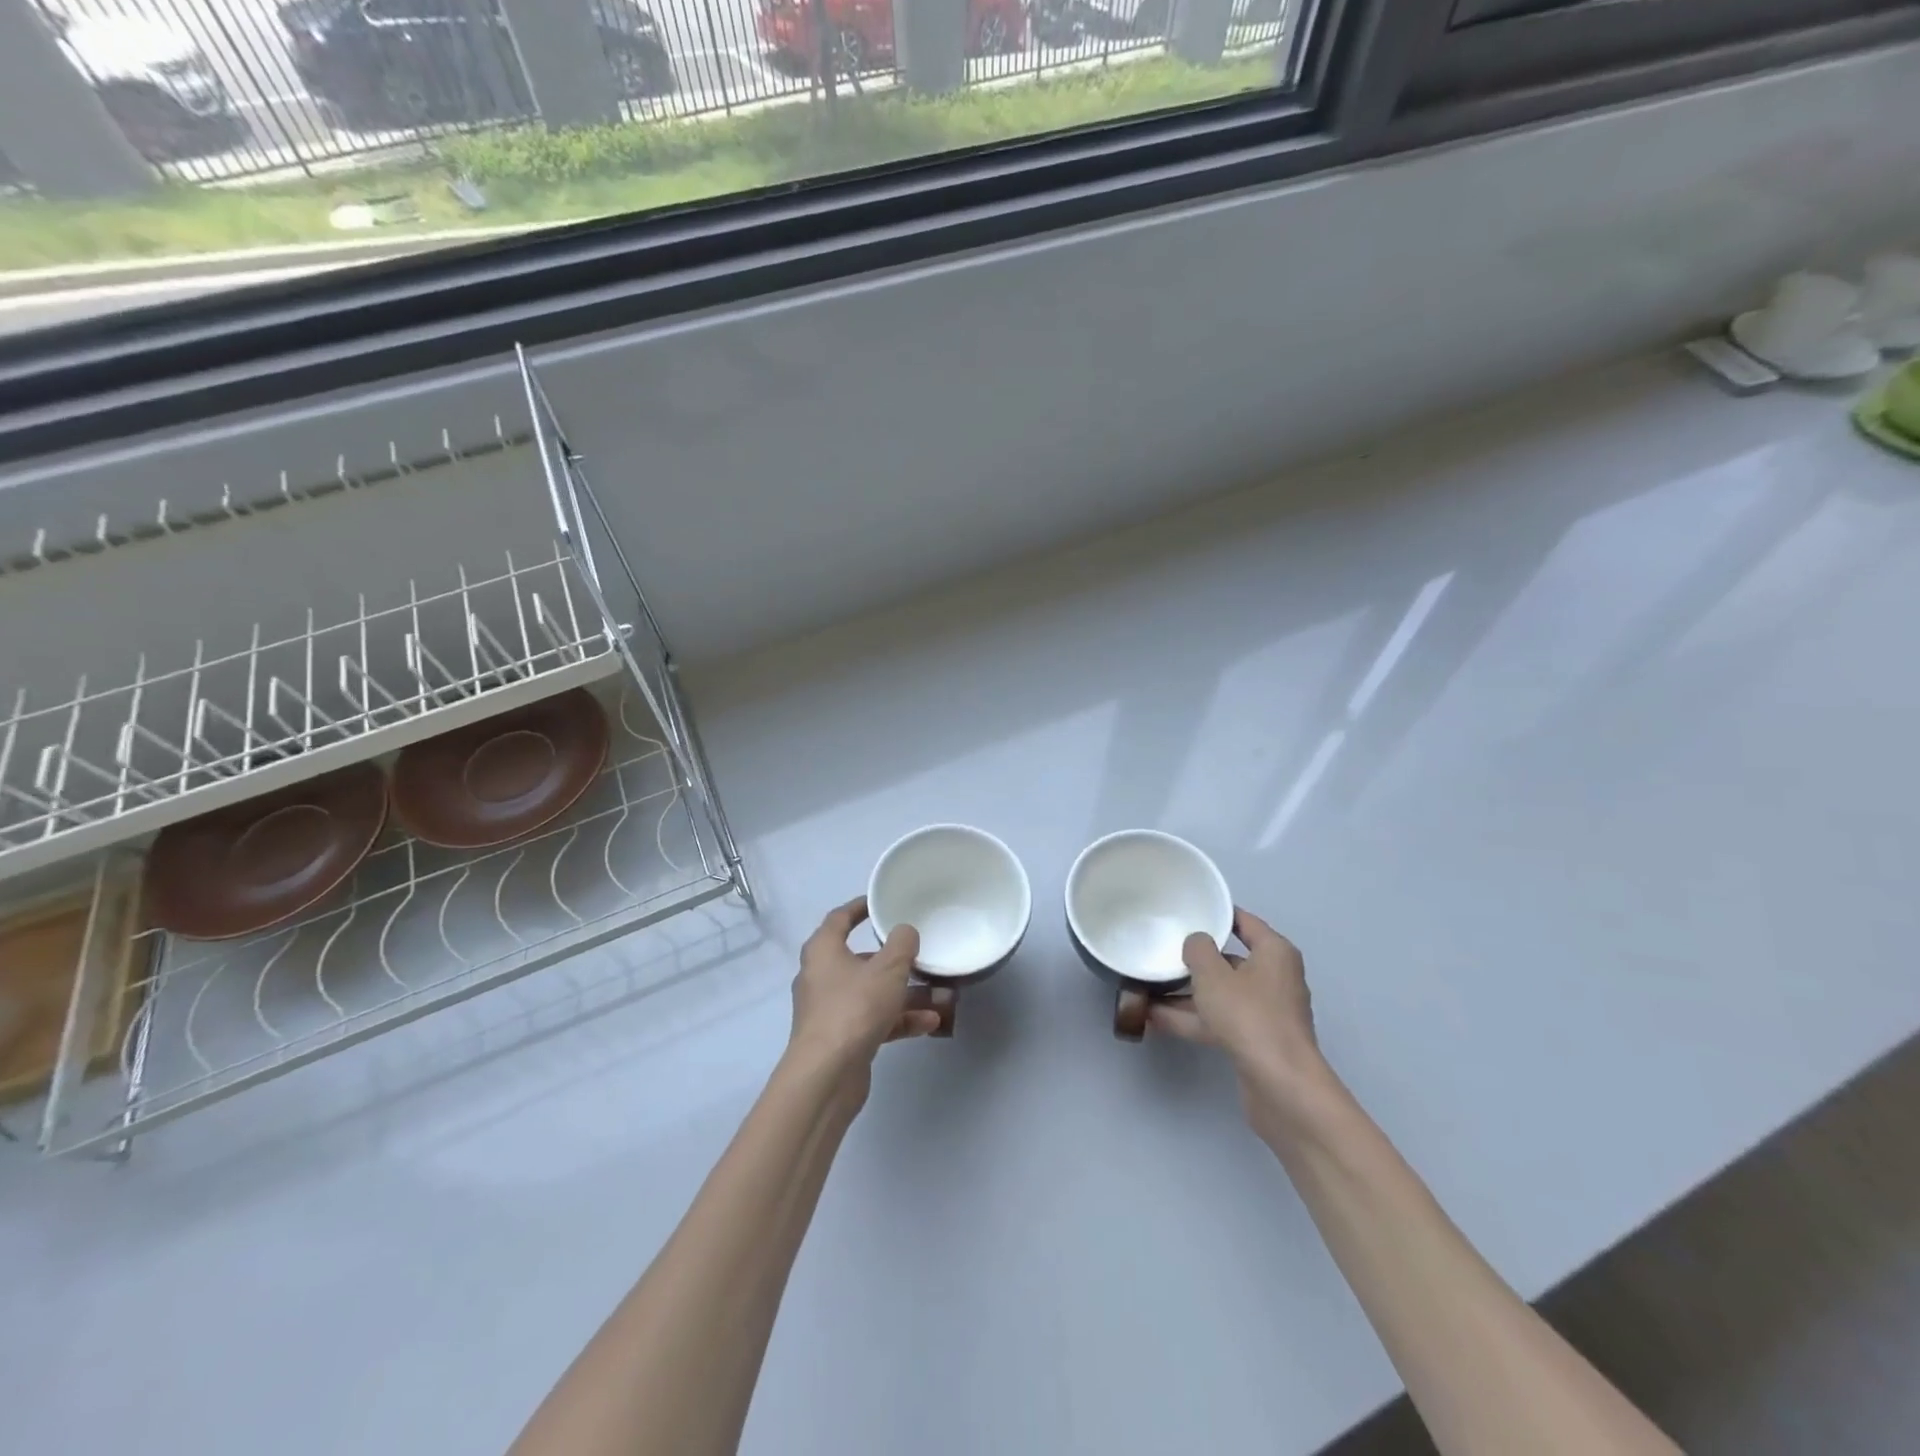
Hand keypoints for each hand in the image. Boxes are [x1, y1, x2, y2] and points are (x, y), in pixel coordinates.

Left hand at [789, 897, 941, 1085]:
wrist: (827, 1076)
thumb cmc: (854, 1009)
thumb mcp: (887, 969)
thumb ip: (902, 944)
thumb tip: (905, 932)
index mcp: (823, 951)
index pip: (839, 918)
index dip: (860, 907)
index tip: (880, 903)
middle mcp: (821, 977)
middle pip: (860, 959)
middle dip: (893, 958)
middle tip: (919, 952)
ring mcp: (830, 1010)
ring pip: (871, 992)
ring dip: (903, 993)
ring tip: (939, 993)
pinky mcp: (841, 1039)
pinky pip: (874, 1020)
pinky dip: (899, 1019)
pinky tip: (930, 1023)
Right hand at [1148, 907, 1333, 1134]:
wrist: (1280, 1085)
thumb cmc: (1249, 1016)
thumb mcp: (1213, 974)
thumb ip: (1198, 950)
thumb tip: (1196, 943)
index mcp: (1275, 953)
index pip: (1245, 922)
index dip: (1217, 915)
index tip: (1188, 910)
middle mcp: (1274, 978)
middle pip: (1229, 961)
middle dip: (1195, 960)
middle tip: (1162, 949)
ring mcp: (1265, 1012)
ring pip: (1220, 994)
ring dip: (1185, 994)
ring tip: (1146, 987)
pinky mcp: (1255, 1041)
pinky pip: (1217, 1020)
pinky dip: (1191, 1018)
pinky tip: (1155, 1019)